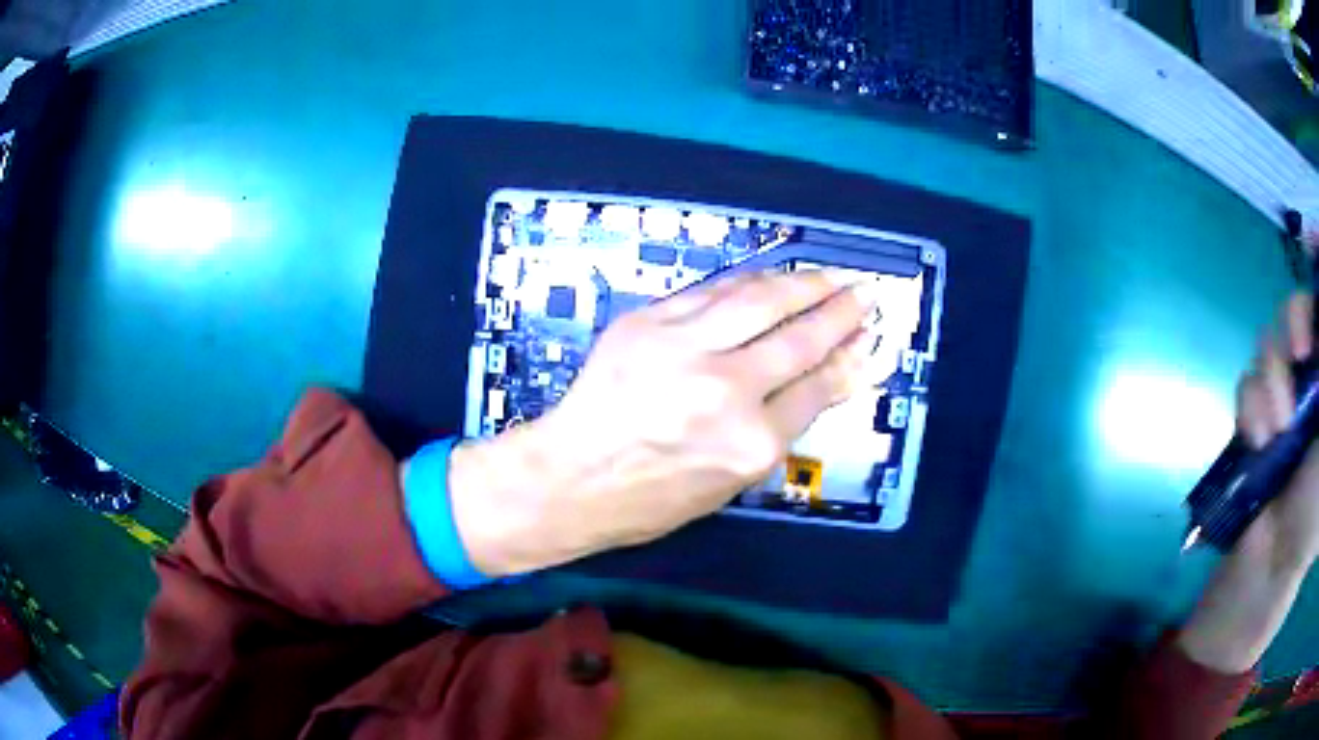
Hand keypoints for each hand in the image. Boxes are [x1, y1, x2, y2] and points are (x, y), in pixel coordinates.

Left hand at [447, 270, 878, 576]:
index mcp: (750, 444)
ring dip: (801, 283)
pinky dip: (749, 283)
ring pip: (759, 300)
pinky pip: (712, 292)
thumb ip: (779, 429)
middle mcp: (725, 389)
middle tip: (863, 294)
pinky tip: (771, 279)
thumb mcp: (728, 483)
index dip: (848, 361)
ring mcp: (683, 348)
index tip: (867, 341)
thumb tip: (822, 382)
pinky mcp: (648, 322)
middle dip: (838, 312)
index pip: (817, 388)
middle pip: (799, 338)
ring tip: (828, 277)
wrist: (569, 477)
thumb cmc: (649, 500)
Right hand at [1234, 293, 1318, 575]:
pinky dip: (1251, 406)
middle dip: (1295, 323)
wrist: (1275, 563)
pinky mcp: (1260, 416)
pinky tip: (1258, 442)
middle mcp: (1312, 377)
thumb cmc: (1314, 510)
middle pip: (1300, 308)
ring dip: (1272, 380)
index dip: (1316, 290)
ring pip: (1273, 339)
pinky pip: (1248, 380)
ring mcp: (1287, 396)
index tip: (1315, 312)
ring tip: (1276, 432)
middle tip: (1298, 356)